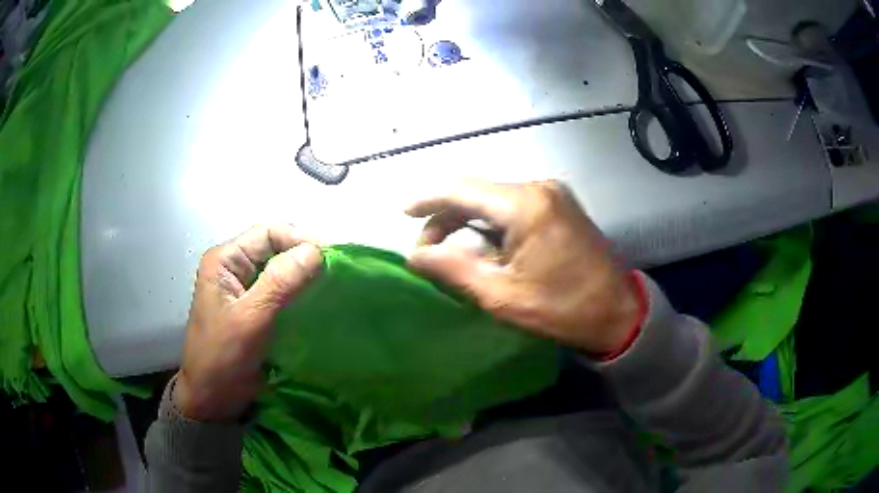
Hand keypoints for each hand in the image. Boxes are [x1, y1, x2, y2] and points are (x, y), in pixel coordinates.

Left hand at [174, 224, 322, 421]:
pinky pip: (282, 290)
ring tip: (330, 287)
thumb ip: (280, 283)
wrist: (212, 398)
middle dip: (304, 257)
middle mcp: (234, 267)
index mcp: (225, 260)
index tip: (329, 260)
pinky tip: (316, 302)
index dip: (299, 240)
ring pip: (281, 269)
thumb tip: (316, 251)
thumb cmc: (222, 357)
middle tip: (333, 275)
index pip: (268, 233)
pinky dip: (300, 292)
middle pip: (275, 247)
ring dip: (304, 275)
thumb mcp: (250, 319)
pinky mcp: (255, 308)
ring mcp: (245, 288)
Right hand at [406, 180, 641, 354]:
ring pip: (493, 197)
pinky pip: (513, 205)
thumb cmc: (563, 309)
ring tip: (449, 250)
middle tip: (427, 249)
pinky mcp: (559, 205)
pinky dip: (490, 221)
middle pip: (477, 191)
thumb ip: (454, 269)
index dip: (427, 199)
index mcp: (526, 205)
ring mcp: (552, 194)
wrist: (618, 312)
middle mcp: (539, 188)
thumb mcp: (503, 296)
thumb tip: (414, 255)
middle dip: (445, 215)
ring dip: (467, 218)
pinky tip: (481, 244)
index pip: (462, 189)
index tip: (402, 212)